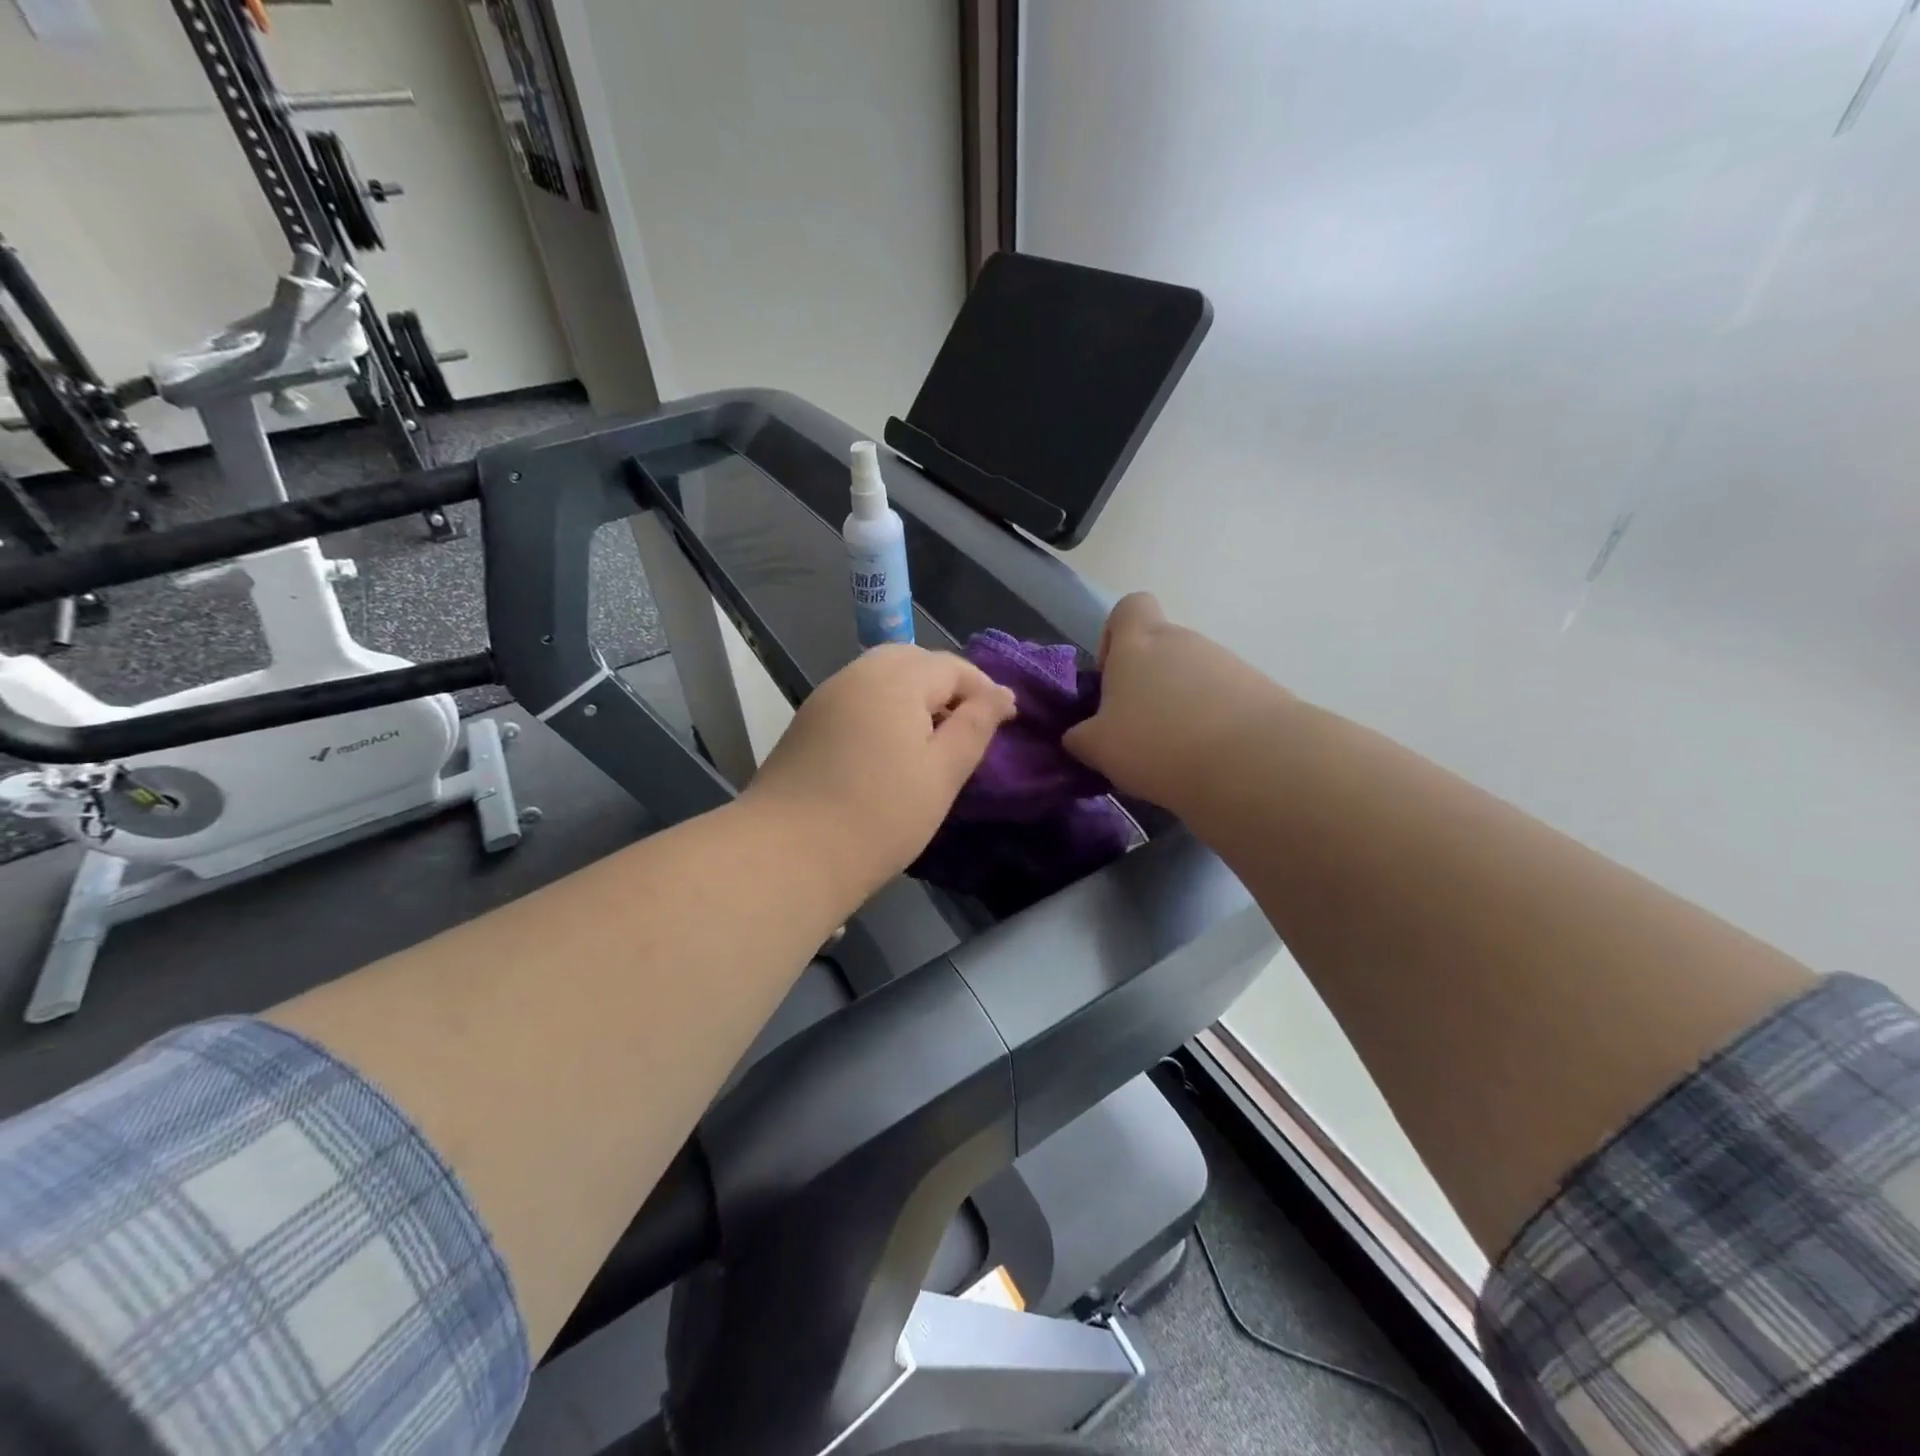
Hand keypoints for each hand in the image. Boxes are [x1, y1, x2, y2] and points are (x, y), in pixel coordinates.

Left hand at [744, 645, 1017, 896]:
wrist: (788, 854)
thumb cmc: (880, 815)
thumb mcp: (942, 773)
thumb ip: (975, 726)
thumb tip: (1002, 694)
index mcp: (896, 679)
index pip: (951, 666)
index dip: (983, 690)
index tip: (1006, 721)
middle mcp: (858, 674)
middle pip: (913, 661)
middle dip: (946, 685)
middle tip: (968, 726)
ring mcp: (827, 696)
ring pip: (881, 677)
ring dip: (913, 695)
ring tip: (932, 738)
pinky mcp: (808, 722)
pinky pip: (858, 698)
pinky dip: (883, 708)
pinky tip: (890, 747)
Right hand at [1064, 593, 1285, 808]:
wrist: (1252, 762)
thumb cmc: (1158, 743)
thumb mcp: (1099, 748)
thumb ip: (1081, 736)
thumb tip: (1079, 735)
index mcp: (1139, 643)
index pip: (1129, 607)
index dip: (1115, 635)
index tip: (1111, 676)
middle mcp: (1184, 641)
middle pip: (1161, 647)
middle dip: (1147, 684)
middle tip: (1138, 730)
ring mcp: (1226, 662)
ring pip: (1192, 676)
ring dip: (1180, 705)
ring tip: (1175, 752)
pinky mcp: (1259, 689)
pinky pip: (1223, 698)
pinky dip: (1212, 721)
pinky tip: (1208, 757)